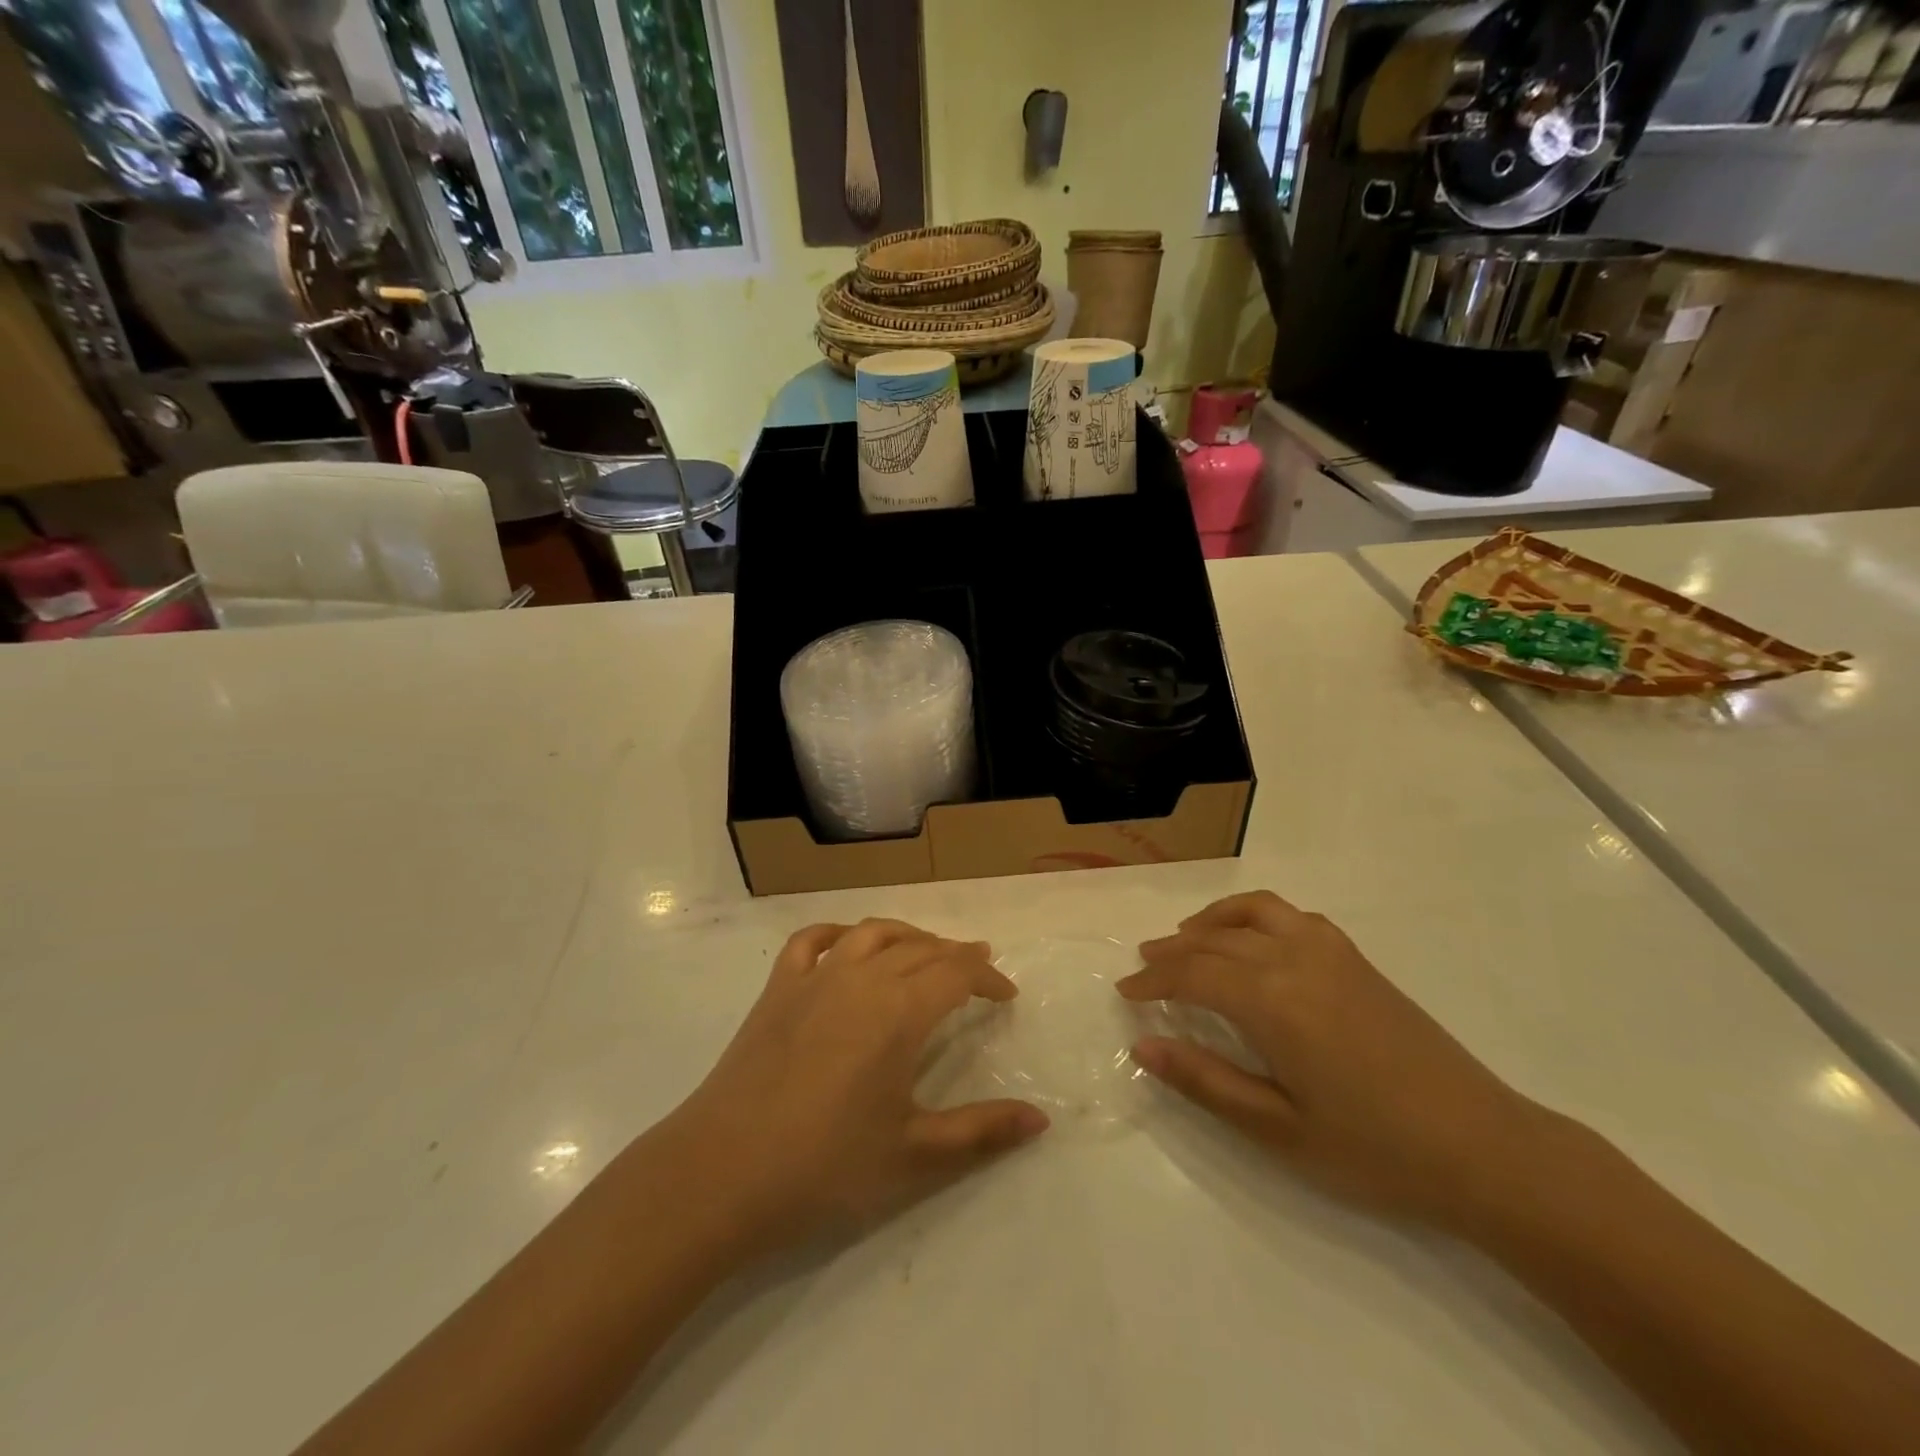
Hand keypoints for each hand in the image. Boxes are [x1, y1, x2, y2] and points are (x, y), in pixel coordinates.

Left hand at [660, 919, 1048, 1255]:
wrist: (722, 1172)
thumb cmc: (825, 1165)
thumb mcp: (914, 1154)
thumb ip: (981, 1131)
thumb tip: (1040, 1118)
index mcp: (899, 1011)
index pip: (957, 973)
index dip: (987, 978)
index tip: (1006, 996)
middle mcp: (862, 978)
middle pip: (920, 948)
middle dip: (955, 955)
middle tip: (976, 971)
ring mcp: (814, 978)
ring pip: (871, 933)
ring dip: (907, 935)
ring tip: (925, 951)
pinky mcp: (777, 989)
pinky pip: (811, 941)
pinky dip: (837, 933)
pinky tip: (846, 944)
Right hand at [1119, 891, 1555, 1232]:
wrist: (1484, 1148)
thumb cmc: (1374, 1150)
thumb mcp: (1278, 1129)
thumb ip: (1205, 1081)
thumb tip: (1142, 1045)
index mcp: (1272, 1001)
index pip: (1192, 975)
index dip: (1153, 981)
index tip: (1125, 992)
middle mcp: (1295, 960)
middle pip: (1216, 940)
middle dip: (1172, 950)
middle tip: (1144, 965)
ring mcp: (1331, 953)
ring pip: (1255, 911)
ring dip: (1213, 919)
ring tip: (1188, 937)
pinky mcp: (1357, 960)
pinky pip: (1292, 916)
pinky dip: (1257, 916)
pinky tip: (1254, 943)